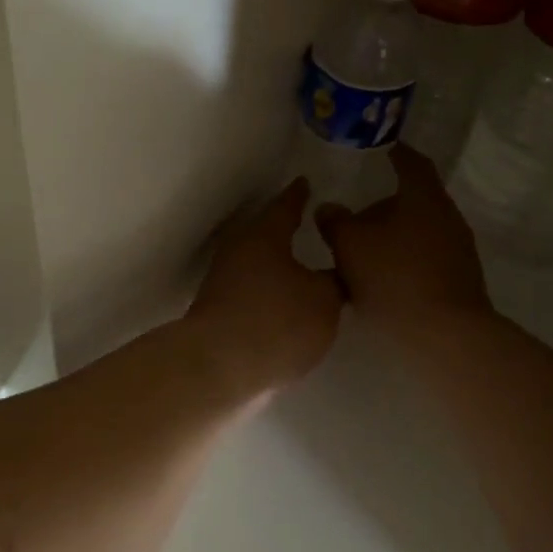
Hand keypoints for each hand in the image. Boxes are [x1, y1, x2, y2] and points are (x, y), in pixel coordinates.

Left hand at [185, 179, 343, 396]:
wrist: (219, 367)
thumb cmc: (277, 321)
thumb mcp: (325, 300)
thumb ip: (334, 283)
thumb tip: (332, 276)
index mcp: (264, 235)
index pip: (286, 205)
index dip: (299, 195)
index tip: (306, 183)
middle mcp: (238, 251)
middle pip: (266, 233)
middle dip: (286, 229)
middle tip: (310, 225)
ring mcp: (223, 282)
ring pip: (256, 263)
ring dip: (277, 264)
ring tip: (305, 268)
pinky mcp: (218, 313)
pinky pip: (251, 292)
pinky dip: (268, 292)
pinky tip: (286, 304)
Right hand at [316, 145, 492, 345]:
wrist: (445, 333)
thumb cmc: (395, 277)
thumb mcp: (350, 245)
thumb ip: (335, 222)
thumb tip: (328, 208)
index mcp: (423, 198)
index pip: (411, 163)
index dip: (396, 152)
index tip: (383, 148)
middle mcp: (447, 217)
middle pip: (414, 200)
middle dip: (385, 204)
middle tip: (356, 214)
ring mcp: (458, 250)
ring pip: (418, 231)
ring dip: (393, 236)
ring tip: (363, 251)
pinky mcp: (459, 279)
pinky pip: (424, 258)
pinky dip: (403, 260)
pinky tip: (382, 280)